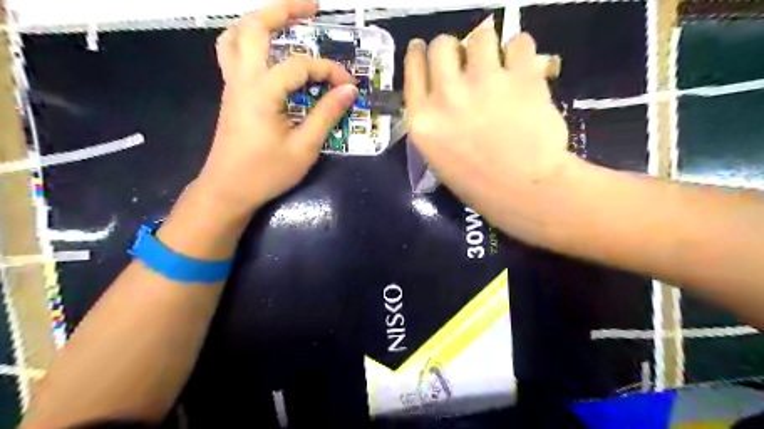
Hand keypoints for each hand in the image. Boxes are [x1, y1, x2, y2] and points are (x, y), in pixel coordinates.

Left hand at [194, 0, 354, 218]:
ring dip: (260, 21)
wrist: (227, 190)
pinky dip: (250, 41)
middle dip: (283, 9)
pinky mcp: (231, 94)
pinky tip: (268, 52)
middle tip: (312, 7)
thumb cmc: (266, 173)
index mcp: (261, 91)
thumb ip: (326, 114)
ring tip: (286, 22)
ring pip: (235, 35)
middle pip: (254, 26)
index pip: (300, 65)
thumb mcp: (304, 147)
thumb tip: (349, 91)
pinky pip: (233, 53)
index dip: (329, 71)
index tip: (349, 86)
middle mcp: (242, 78)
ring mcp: (231, 84)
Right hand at [406, 31, 586, 244]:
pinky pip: (520, 42)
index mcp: (423, 120)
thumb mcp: (438, 157)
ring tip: (498, 62)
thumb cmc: (479, 185)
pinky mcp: (520, 77)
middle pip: (442, 44)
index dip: (419, 53)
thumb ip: (435, 122)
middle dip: (452, 48)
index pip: (414, 69)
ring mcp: (483, 83)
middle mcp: (447, 95)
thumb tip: (445, 93)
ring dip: (487, 46)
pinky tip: (523, 68)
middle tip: (466, 60)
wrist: (524, 191)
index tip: (424, 48)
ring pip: (481, 35)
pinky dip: (521, 52)